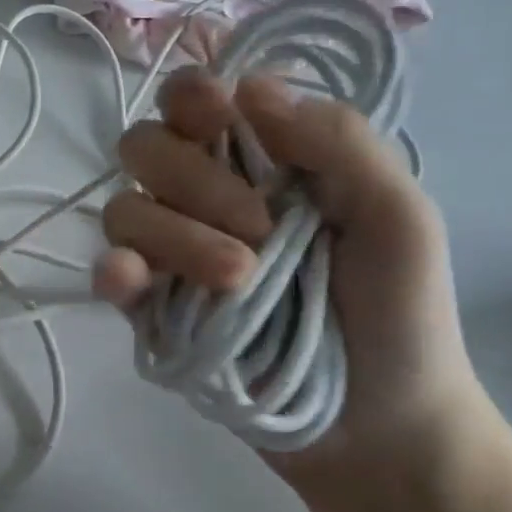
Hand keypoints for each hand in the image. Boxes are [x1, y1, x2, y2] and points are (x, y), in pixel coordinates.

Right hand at [94, 69, 487, 489]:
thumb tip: (249, 85)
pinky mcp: (149, 307)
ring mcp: (170, 253)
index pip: (193, 101)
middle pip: (145, 147)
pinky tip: (130, 283)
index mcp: (259, 162)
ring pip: (126, 209)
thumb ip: (339, 142)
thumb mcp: (400, 217)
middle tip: (259, 228)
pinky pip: (110, 270)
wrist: (379, 426)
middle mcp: (202, 196)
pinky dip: (115, 269)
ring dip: (176, 236)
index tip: (219, 117)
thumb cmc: (402, 315)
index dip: (191, 98)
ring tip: (239, 281)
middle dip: (193, 178)